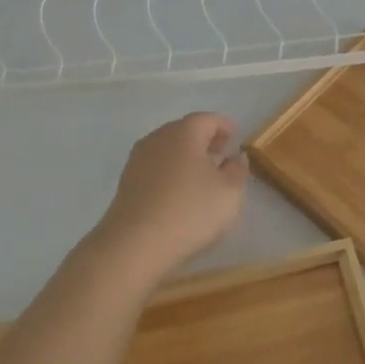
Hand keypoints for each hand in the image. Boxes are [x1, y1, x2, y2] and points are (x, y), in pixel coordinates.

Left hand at [91, 113, 248, 274]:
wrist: (135, 244)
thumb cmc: (190, 211)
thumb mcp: (229, 192)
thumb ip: (237, 170)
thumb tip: (235, 157)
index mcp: (184, 133)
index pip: (207, 119)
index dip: (224, 126)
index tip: (236, 138)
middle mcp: (157, 138)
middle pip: (184, 130)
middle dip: (204, 139)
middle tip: (221, 154)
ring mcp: (138, 159)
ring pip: (167, 148)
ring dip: (186, 156)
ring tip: (202, 175)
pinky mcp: (127, 182)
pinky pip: (155, 167)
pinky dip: (170, 171)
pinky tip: (179, 191)